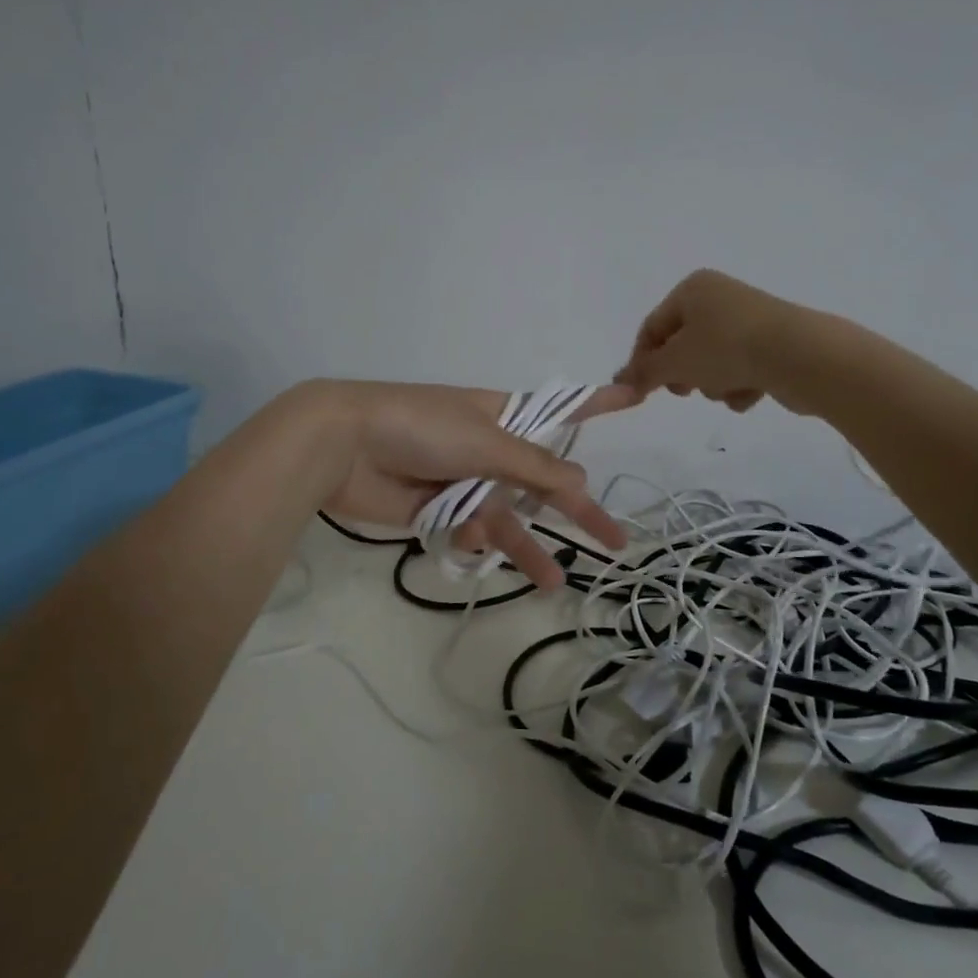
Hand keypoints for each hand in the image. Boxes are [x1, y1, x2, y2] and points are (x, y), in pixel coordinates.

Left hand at [311, 380, 636, 587]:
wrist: (342, 445)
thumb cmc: (420, 427)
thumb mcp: (486, 440)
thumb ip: (534, 466)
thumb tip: (581, 481)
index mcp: (502, 416)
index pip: (560, 410)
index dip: (597, 405)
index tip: (635, 395)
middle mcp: (487, 448)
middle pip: (542, 482)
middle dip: (576, 509)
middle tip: (615, 540)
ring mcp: (461, 480)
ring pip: (507, 517)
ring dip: (526, 547)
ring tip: (554, 583)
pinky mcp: (435, 510)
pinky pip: (470, 529)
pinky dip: (473, 536)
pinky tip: (466, 537)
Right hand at [614, 269, 796, 410]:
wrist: (802, 356)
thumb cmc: (727, 349)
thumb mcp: (675, 362)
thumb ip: (643, 373)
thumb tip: (617, 382)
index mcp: (693, 289)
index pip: (652, 328)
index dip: (642, 362)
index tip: (640, 392)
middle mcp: (720, 297)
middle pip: (682, 346)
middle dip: (684, 374)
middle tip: (687, 390)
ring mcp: (749, 320)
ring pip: (711, 362)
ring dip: (713, 383)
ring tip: (728, 388)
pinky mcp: (772, 343)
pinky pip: (740, 369)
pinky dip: (740, 385)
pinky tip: (752, 391)